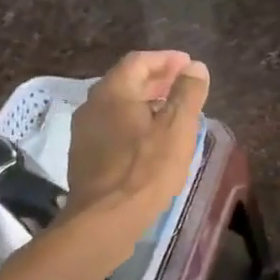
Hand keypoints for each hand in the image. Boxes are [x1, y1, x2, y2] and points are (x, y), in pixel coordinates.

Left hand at [64, 51, 208, 242]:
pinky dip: (134, 123)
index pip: (138, 61)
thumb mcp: (177, 128)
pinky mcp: (85, 157)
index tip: (188, 65)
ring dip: (145, 102)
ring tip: (172, 112)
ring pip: (118, 106)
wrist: (104, 220)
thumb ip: (187, 93)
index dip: (165, 59)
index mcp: (112, 93)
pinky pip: (113, 127)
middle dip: (156, 79)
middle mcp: (92, 106)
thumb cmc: (145, 169)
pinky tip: (152, 140)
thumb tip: (195, 67)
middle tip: (182, 85)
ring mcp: (85, 133)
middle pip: (126, 82)